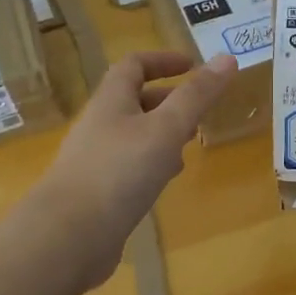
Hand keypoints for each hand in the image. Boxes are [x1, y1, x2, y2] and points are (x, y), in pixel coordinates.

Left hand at [28, 51, 236, 288]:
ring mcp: (95, 160)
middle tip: (199, 110)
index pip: (134, 65)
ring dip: (162, 133)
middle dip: (168, 100)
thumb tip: (227, 58)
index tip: (193, 65)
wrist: (68, 236)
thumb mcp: (166, 128)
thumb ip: (197, 96)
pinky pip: (128, 167)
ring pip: (133, 136)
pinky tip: (165, 181)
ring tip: (189, 143)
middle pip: (133, 101)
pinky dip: (151, 164)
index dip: (163, 60)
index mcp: (111, 101)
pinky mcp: (97, 193)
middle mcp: (100, 125)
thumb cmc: (119, 172)